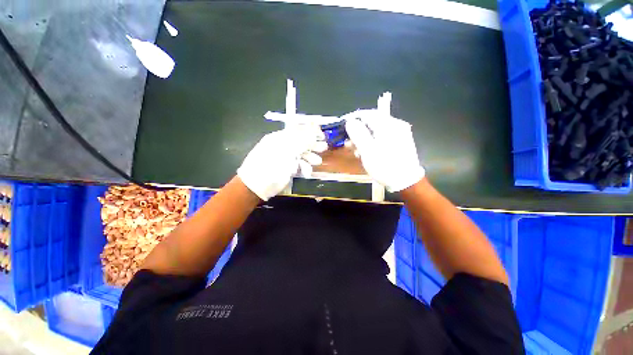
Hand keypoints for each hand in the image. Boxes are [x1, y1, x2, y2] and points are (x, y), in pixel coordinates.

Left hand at [237, 124, 327, 200]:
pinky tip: (307, 171)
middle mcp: (283, 146)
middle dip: (313, 144)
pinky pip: (298, 164)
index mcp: (280, 138)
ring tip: (317, 161)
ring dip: (310, 157)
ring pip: (301, 154)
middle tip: (324, 147)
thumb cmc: (270, 165)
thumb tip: (314, 131)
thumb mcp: (286, 151)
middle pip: (301, 142)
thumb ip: (301, 141)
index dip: (310, 131)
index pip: (297, 130)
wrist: (256, 186)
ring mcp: (285, 158)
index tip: (321, 134)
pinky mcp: (287, 168)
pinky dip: (303, 167)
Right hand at [344, 110, 424, 191]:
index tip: (342, 125)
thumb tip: (350, 121)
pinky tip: (367, 152)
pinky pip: (382, 136)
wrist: (406, 181)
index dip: (353, 118)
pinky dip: (372, 142)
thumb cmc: (385, 166)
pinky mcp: (400, 141)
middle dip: (357, 132)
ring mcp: (399, 133)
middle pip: (371, 122)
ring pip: (376, 130)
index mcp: (388, 125)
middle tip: (348, 143)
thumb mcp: (367, 151)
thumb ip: (358, 134)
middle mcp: (395, 125)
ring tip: (356, 151)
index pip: (367, 114)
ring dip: (364, 138)